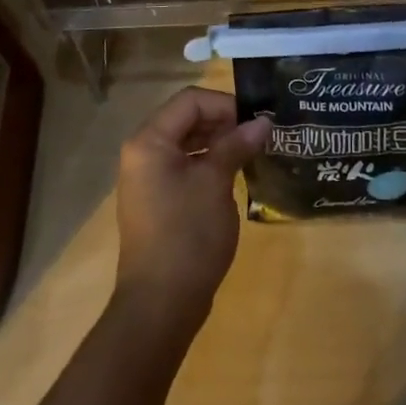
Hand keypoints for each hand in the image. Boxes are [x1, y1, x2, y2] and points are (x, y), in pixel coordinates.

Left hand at [113, 87, 268, 337]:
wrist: (160, 304)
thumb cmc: (187, 235)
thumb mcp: (216, 183)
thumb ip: (237, 145)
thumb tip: (263, 121)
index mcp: (149, 141)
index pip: (191, 101)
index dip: (226, 104)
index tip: (258, 121)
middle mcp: (142, 153)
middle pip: (187, 119)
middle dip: (225, 122)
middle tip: (260, 136)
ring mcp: (147, 179)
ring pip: (187, 143)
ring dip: (219, 143)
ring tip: (253, 153)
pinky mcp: (157, 201)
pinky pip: (184, 167)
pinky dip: (209, 164)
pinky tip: (236, 175)